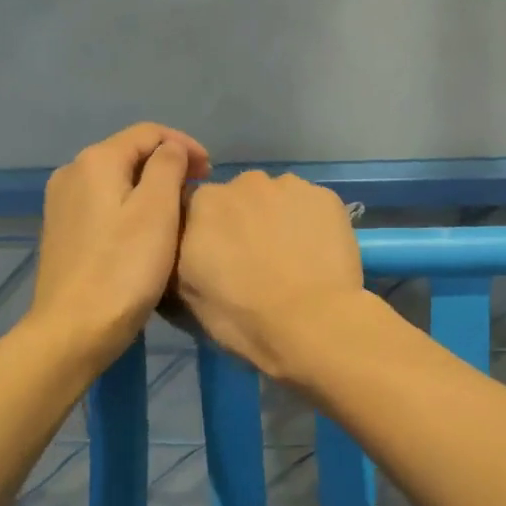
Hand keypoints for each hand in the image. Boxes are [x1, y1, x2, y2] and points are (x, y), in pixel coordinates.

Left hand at [30, 123, 210, 366]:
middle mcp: (72, 173)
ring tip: (178, 209)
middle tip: (199, 189)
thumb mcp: (157, 210)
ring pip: (117, 179)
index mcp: (95, 161)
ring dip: (150, 186)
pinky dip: (130, 206)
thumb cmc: (123, 268)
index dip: (184, 145)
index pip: (148, 133)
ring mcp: (62, 203)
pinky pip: (103, 203)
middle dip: (168, 164)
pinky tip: (147, 230)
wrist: (73, 329)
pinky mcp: (62, 231)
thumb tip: (171, 149)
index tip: (211, 171)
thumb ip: (168, 167)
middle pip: (129, 153)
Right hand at [174, 171, 364, 380]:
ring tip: (291, 259)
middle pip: (238, 198)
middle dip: (242, 222)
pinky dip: (310, 223)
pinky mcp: (326, 196)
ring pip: (276, 199)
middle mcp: (243, 182)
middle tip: (255, 261)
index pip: (195, 209)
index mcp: (202, 204)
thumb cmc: (242, 317)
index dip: (206, 234)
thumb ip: (179, 258)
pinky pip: (310, 206)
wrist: (313, 323)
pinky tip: (317, 254)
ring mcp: (288, 186)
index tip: (217, 260)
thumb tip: (182, 247)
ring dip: (277, 219)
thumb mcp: (187, 296)